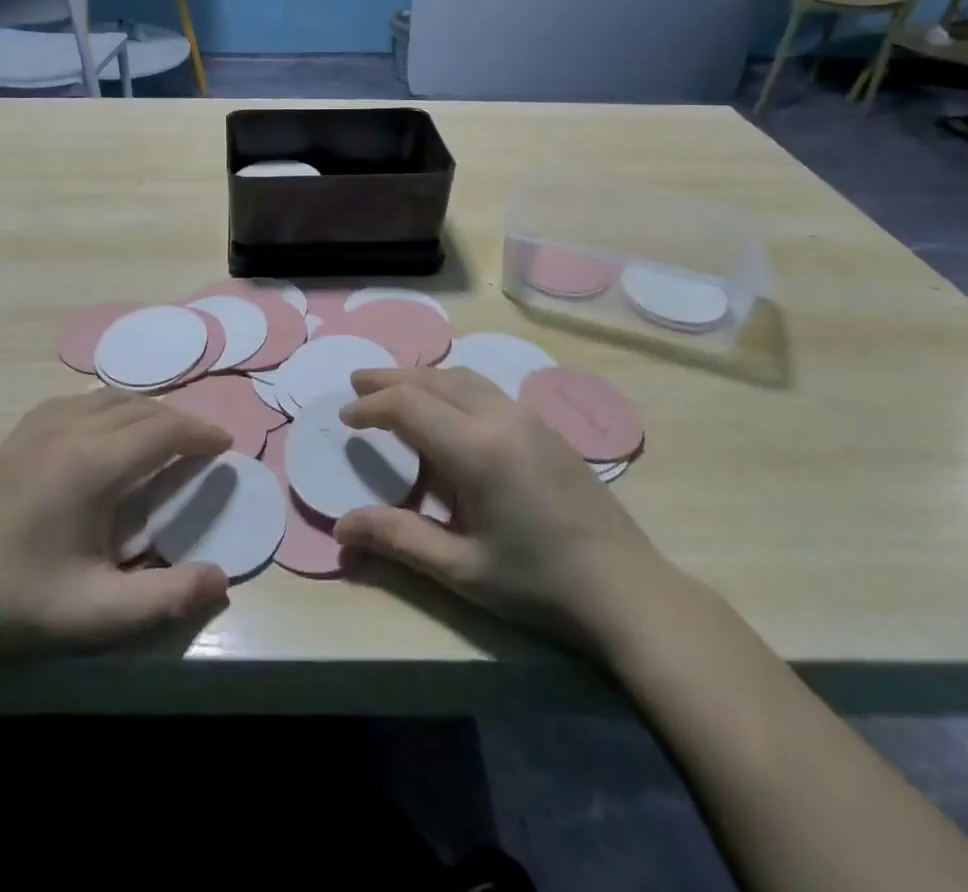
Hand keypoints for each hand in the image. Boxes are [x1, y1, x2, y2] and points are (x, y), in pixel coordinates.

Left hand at [0, 389, 231, 673]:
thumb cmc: (21, 606)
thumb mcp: (99, 612)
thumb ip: (167, 596)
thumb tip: (223, 580)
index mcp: (93, 464)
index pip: (164, 429)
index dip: (200, 432)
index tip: (225, 443)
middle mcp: (70, 428)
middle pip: (141, 407)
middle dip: (179, 420)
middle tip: (201, 444)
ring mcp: (38, 425)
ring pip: (109, 397)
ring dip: (145, 411)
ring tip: (163, 437)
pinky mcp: (17, 433)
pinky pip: (78, 401)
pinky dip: (110, 407)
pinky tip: (109, 433)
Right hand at [334, 368, 663, 646]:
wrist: (627, 590)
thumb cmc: (539, 584)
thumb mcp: (461, 569)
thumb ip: (399, 538)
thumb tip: (341, 526)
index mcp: (476, 449)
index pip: (408, 406)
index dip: (371, 406)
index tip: (345, 417)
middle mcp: (501, 417)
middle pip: (434, 380)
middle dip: (391, 378)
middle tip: (356, 381)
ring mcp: (528, 417)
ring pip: (463, 377)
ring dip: (423, 378)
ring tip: (394, 387)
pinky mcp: (546, 427)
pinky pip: (486, 389)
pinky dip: (452, 386)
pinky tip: (446, 407)